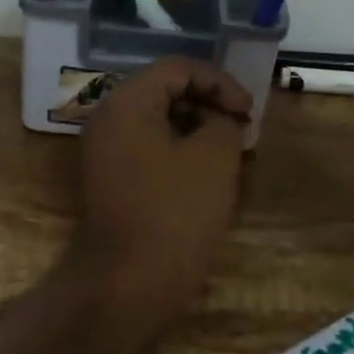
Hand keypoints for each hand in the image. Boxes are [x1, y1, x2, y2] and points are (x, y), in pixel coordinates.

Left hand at [71, 57, 251, 324]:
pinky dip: (179, 149)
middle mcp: (109, 118)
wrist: (127, 284)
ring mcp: (105, 150)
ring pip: (158, 119)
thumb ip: (224, 121)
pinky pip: (149, 146)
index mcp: (127, 102)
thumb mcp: (214, 157)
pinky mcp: (111, 178)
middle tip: (242, 128)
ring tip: (230, 150)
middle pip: (165, 90)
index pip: (178, 68)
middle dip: (209, 103)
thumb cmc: (174, 213)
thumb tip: (220, 120)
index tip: (248, 112)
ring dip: (197, 127)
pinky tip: (207, 172)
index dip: (220, 82)